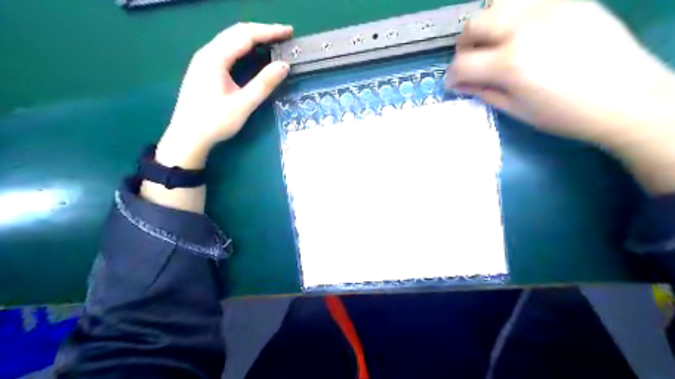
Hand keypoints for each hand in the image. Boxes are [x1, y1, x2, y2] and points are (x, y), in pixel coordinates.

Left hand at [160, 21, 295, 166]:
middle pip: (237, 32)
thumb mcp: (243, 105)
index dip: (269, 31)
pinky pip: (227, 49)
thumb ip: (264, 84)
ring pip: (231, 39)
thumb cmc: (214, 122)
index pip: (245, 35)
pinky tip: (254, 53)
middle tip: (284, 35)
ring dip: (253, 37)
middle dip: (262, 31)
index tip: (289, 31)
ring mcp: (203, 59)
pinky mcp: (204, 68)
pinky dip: (244, 46)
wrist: (187, 137)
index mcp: (215, 58)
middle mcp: (207, 52)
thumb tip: (284, 65)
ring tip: (273, 41)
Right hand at [451, 0, 674, 193]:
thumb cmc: (566, 114)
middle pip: (473, 26)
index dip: (451, 76)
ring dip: (486, 24)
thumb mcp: (517, 110)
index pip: (462, 63)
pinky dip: (514, 12)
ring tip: (494, 41)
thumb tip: (460, 84)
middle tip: (470, 62)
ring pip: (497, 3)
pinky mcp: (569, 0)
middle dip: (463, 47)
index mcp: (510, 64)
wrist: (627, 98)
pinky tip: (521, 30)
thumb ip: (483, 92)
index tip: (453, 83)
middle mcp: (524, 28)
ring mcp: (549, 8)